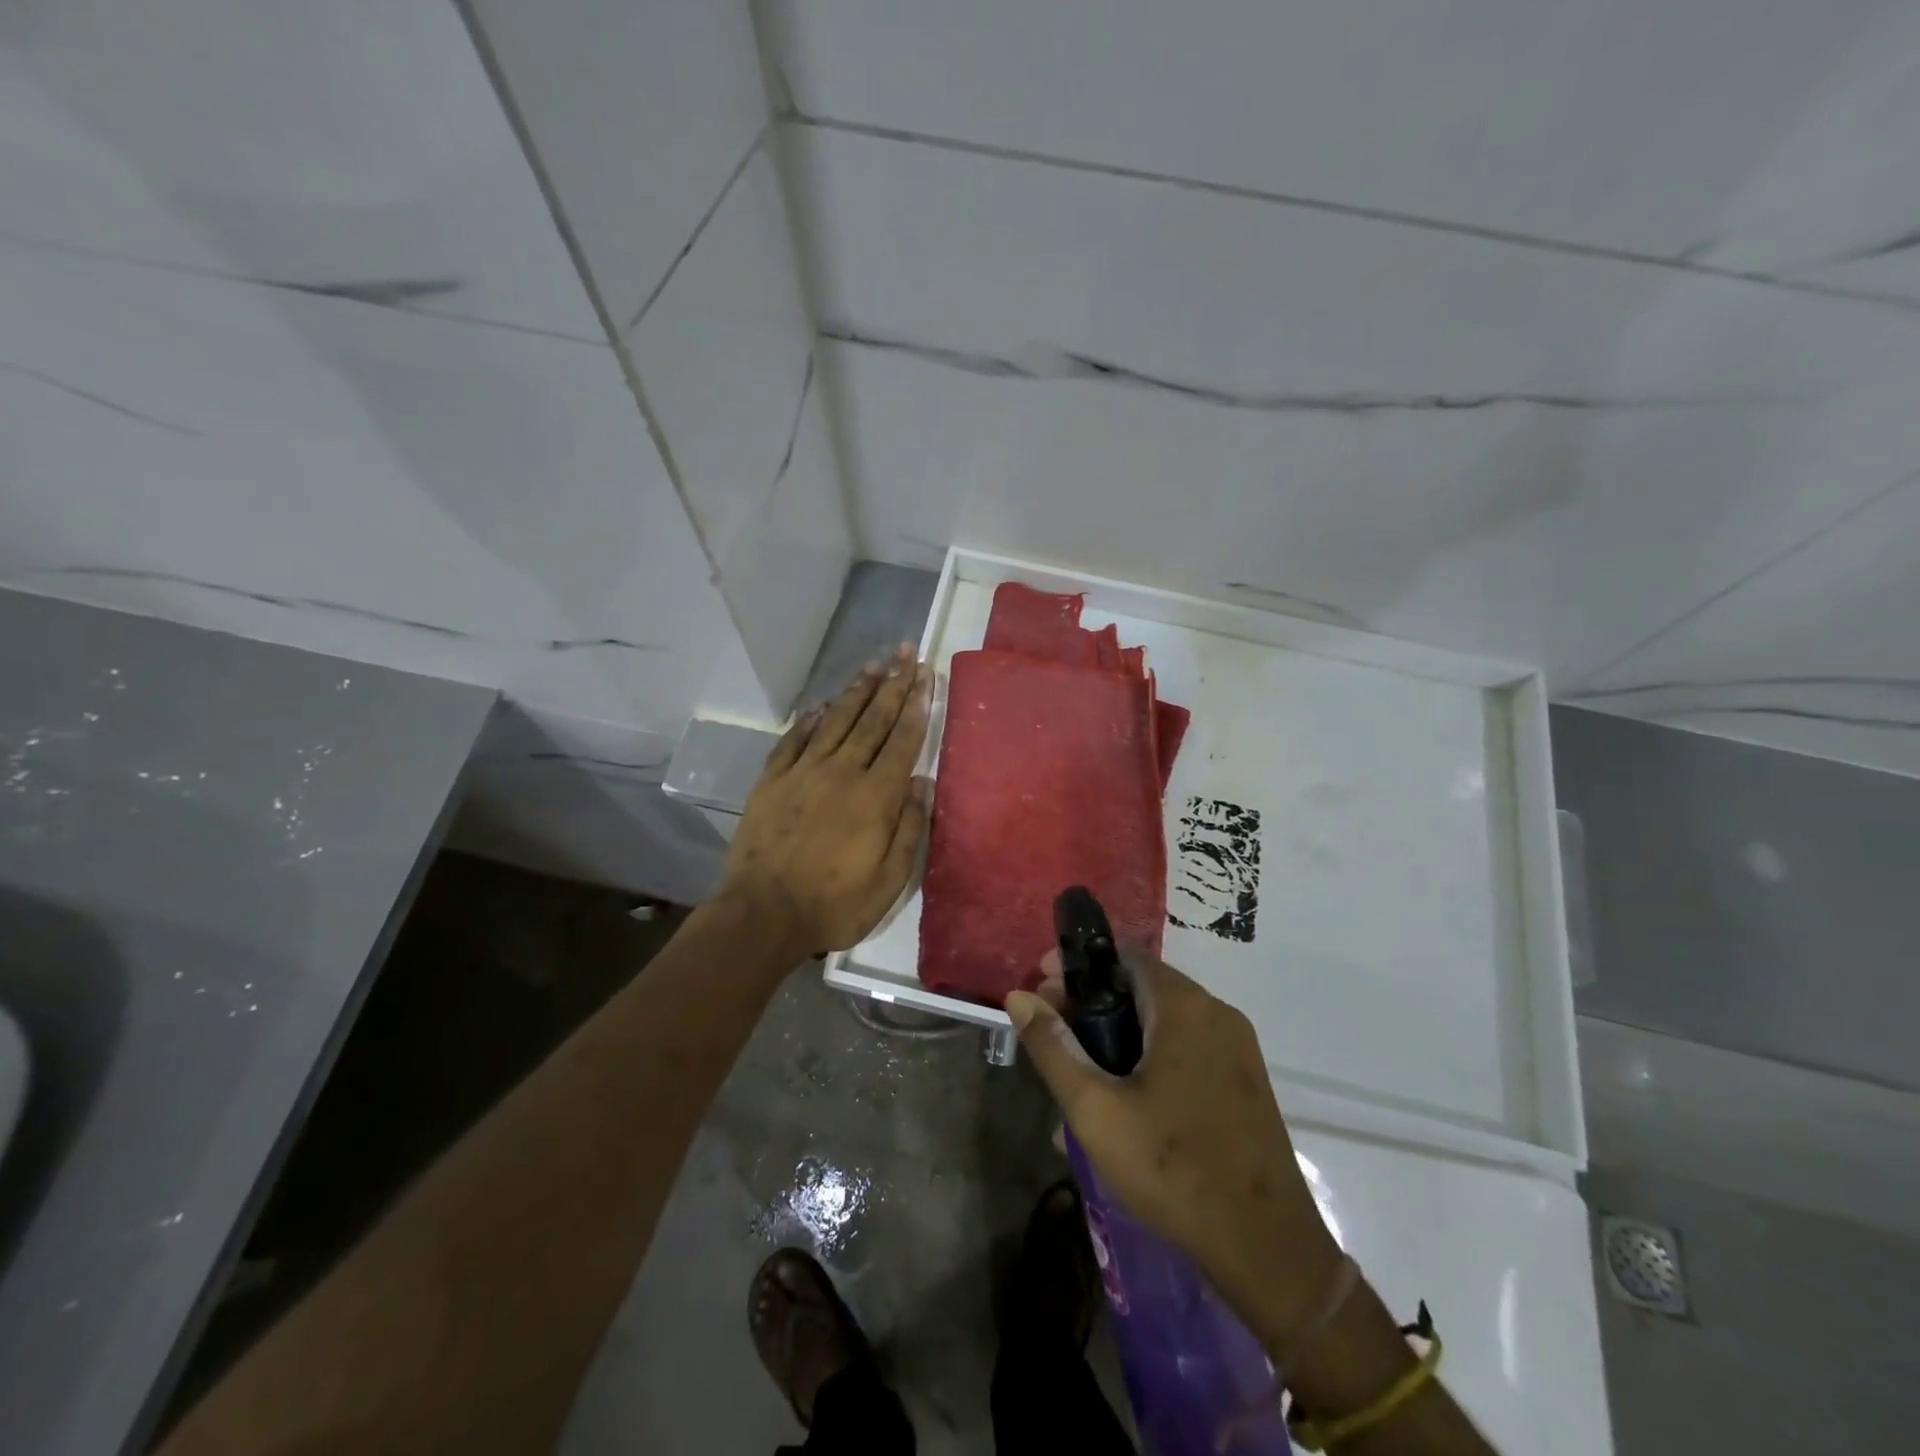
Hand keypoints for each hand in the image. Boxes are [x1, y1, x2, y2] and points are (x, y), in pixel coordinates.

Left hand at [721, 644, 931, 960]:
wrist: (763, 914)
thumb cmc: (834, 904)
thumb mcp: (889, 880)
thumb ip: (909, 828)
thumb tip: (922, 784)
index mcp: (876, 796)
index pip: (903, 739)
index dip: (917, 705)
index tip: (926, 674)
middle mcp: (842, 772)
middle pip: (873, 720)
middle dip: (893, 684)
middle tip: (906, 652)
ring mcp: (803, 773)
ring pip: (836, 721)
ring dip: (857, 691)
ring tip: (873, 665)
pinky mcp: (772, 781)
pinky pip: (794, 741)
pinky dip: (809, 720)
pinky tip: (820, 705)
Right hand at [1006, 949, 1343, 1352]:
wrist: (1267, 1250)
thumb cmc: (1172, 1168)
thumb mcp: (1095, 1108)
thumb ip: (1053, 1047)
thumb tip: (1018, 997)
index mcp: (1185, 1007)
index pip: (1122, 955)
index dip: (1076, 967)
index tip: (1041, 991)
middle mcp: (1216, 1014)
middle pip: (1141, 986)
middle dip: (1091, 1003)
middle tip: (1053, 1034)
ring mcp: (1236, 1049)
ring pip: (1162, 1021)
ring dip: (1117, 1033)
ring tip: (1079, 1073)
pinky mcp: (1244, 1082)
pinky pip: (1186, 1049)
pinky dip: (1148, 1056)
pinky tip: (1122, 1101)